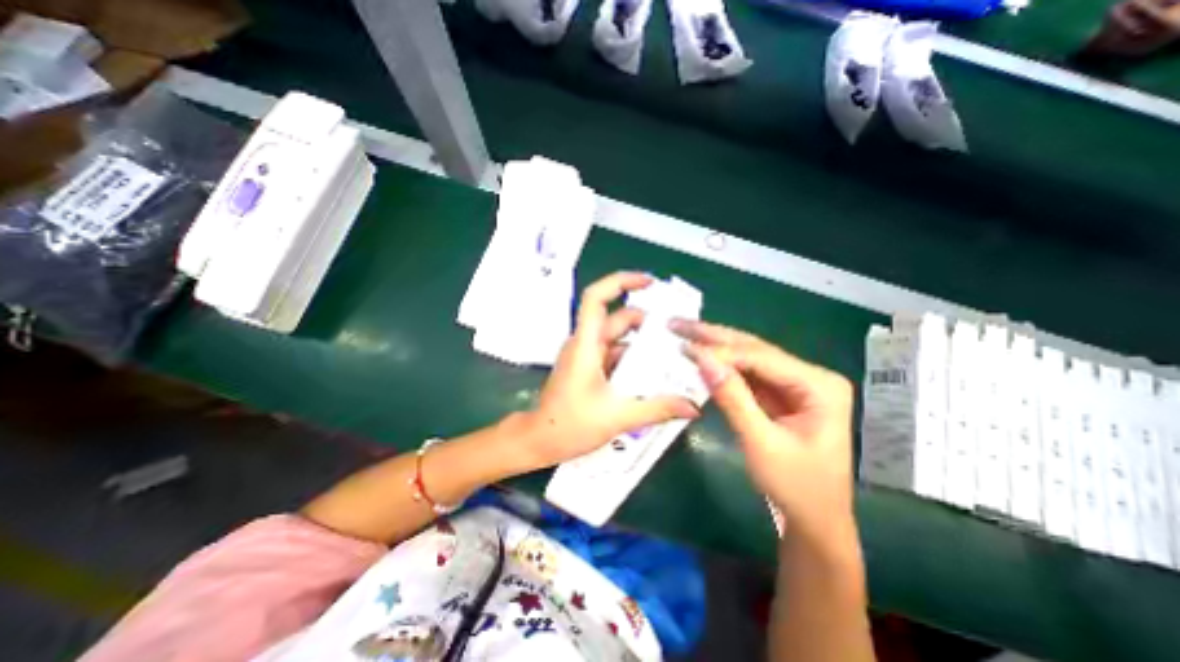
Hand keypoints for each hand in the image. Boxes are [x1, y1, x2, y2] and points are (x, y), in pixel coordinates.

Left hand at [517, 271, 698, 471]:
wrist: (539, 441)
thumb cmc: (570, 425)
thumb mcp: (618, 416)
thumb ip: (657, 409)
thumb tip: (692, 407)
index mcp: (586, 344)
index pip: (596, 298)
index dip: (621, 282)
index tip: (649, 281)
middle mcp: (585, 343)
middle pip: (618, 319)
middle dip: (648, 322)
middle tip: (678, 333)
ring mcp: (587, 355)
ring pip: (619, 339)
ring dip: (643, 345)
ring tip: (673, 356)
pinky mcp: (589, 368)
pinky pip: (616, 356)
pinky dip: (634, 361)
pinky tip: (655, 375)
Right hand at [668, 318, 853, 545]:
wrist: (815, 521)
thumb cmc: (796, 488)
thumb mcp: (761, 443)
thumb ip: (732, 398)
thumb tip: (703, 359)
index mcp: (819, 386)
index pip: (761, 357)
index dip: (721, 351)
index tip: (685, 348)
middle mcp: (810, 376)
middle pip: (754, 349)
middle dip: (714, 336)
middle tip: (679, 323)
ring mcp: (795, 384)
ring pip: (748, 357)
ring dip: (714, 346)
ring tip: (684, 332)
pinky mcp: (780, 394)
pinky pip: (746, 373)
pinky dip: (721, 366)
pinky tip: (701, 355)